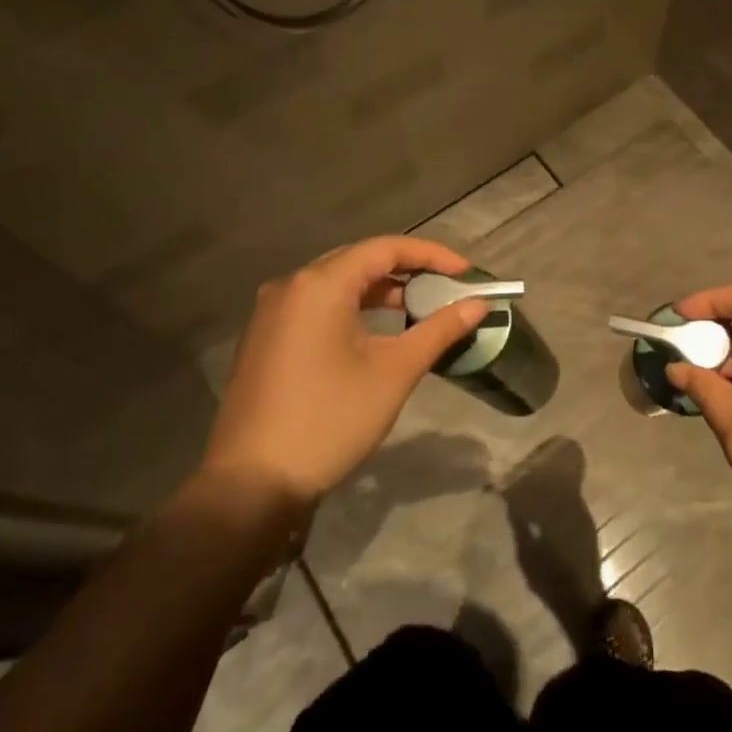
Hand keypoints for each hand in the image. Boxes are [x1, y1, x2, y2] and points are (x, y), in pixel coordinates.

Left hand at [198, 237, 489, 506]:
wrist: (252, 484)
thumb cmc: (329, 419)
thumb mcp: (394, 372)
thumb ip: (439, 330)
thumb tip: (479, 304)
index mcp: (321, 284)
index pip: (386, 248)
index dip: (432, 255)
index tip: (467, 273)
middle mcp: (292, 285)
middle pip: (360, 259)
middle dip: (408, 269)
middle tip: (447, 287)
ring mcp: (273, 311)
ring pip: (338, 282)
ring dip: (381, 290)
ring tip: (420, 307)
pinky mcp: (266, 336)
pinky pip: (318, 304)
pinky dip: (354, 307)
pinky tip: (378, 330)